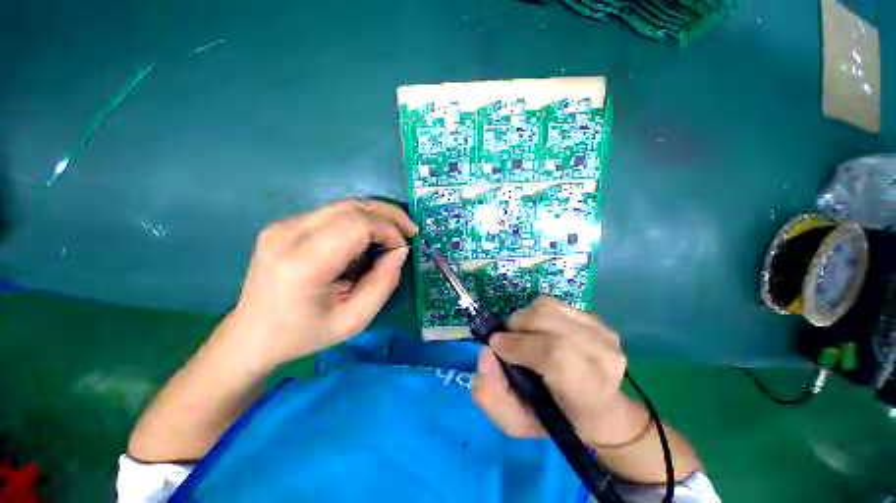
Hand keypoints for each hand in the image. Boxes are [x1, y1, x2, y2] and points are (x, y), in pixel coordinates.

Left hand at [223, 199, 417, 371]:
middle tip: (410, 230)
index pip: (357, 225)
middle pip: (352, 207)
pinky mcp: (285, 224)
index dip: (388, 230)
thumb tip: (399, 250)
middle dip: (388, 215)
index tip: (403, 249)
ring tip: (393, 233)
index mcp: (303, 264)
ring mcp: (283, 225)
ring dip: (376, 215)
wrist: (254, 334)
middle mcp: (288, 234)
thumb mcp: (355, 320)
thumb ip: (384, 283)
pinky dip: (359, 220)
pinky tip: (367, 238)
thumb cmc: (306, 334)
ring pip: (344, 205)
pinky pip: (333, 212)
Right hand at [473, 297, 646, 446]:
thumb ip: (490, 394)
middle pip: (547, 321)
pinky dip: (536, 312)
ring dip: (524, 317)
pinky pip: (554, 303)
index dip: (519, 345)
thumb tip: (486, 353)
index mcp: (588, 392)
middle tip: (506, 341)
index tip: (496, 346)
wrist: (598, 410)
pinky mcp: (597, 320)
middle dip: (516, 326)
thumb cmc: (554, 419)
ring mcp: (603, 334)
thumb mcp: (514, 422)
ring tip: (522, 335)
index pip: (554, 355)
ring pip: (547, 307)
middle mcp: (603, 358)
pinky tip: (539, 330)